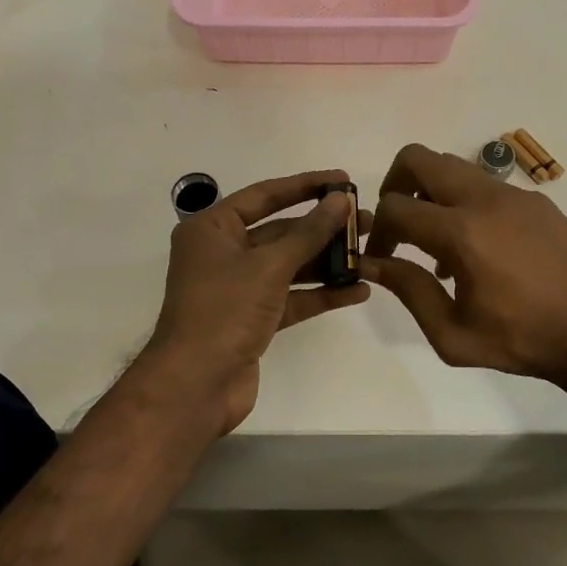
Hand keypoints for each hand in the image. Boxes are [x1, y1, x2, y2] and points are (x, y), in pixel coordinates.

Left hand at [144, 169, 370, 435]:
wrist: (195, 385)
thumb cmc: (224, 311)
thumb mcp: (269, 266)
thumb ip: (309, 232)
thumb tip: (341, 199)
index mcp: (212, 229)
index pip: (265, 195)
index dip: (306, 185)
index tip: (343, 179)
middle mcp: (224, 253)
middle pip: (281, 231)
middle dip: (323, 227)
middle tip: (366, 220)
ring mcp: (239, 288)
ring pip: (290, 266)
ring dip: (327, 261)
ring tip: (370, 253)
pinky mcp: (254, 319)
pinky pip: (292, 298)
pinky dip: (321, 294)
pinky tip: (359, 291)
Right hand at [361, 144, 566, 389]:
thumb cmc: (522, 341)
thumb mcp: (452, 333)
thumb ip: (408, 290)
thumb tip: (371, 263)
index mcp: (461, 233)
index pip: (395, 207)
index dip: (377, 232)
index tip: (380, 258)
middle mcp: (484, 199)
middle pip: (417, 158)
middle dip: (394, 186)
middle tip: (398, 224)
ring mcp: (514, 194)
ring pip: (453, 166)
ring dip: (431, 193)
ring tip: (439, 244)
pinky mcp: (537, 200)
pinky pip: (486, 186)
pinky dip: (466, 204)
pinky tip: (480, 250)